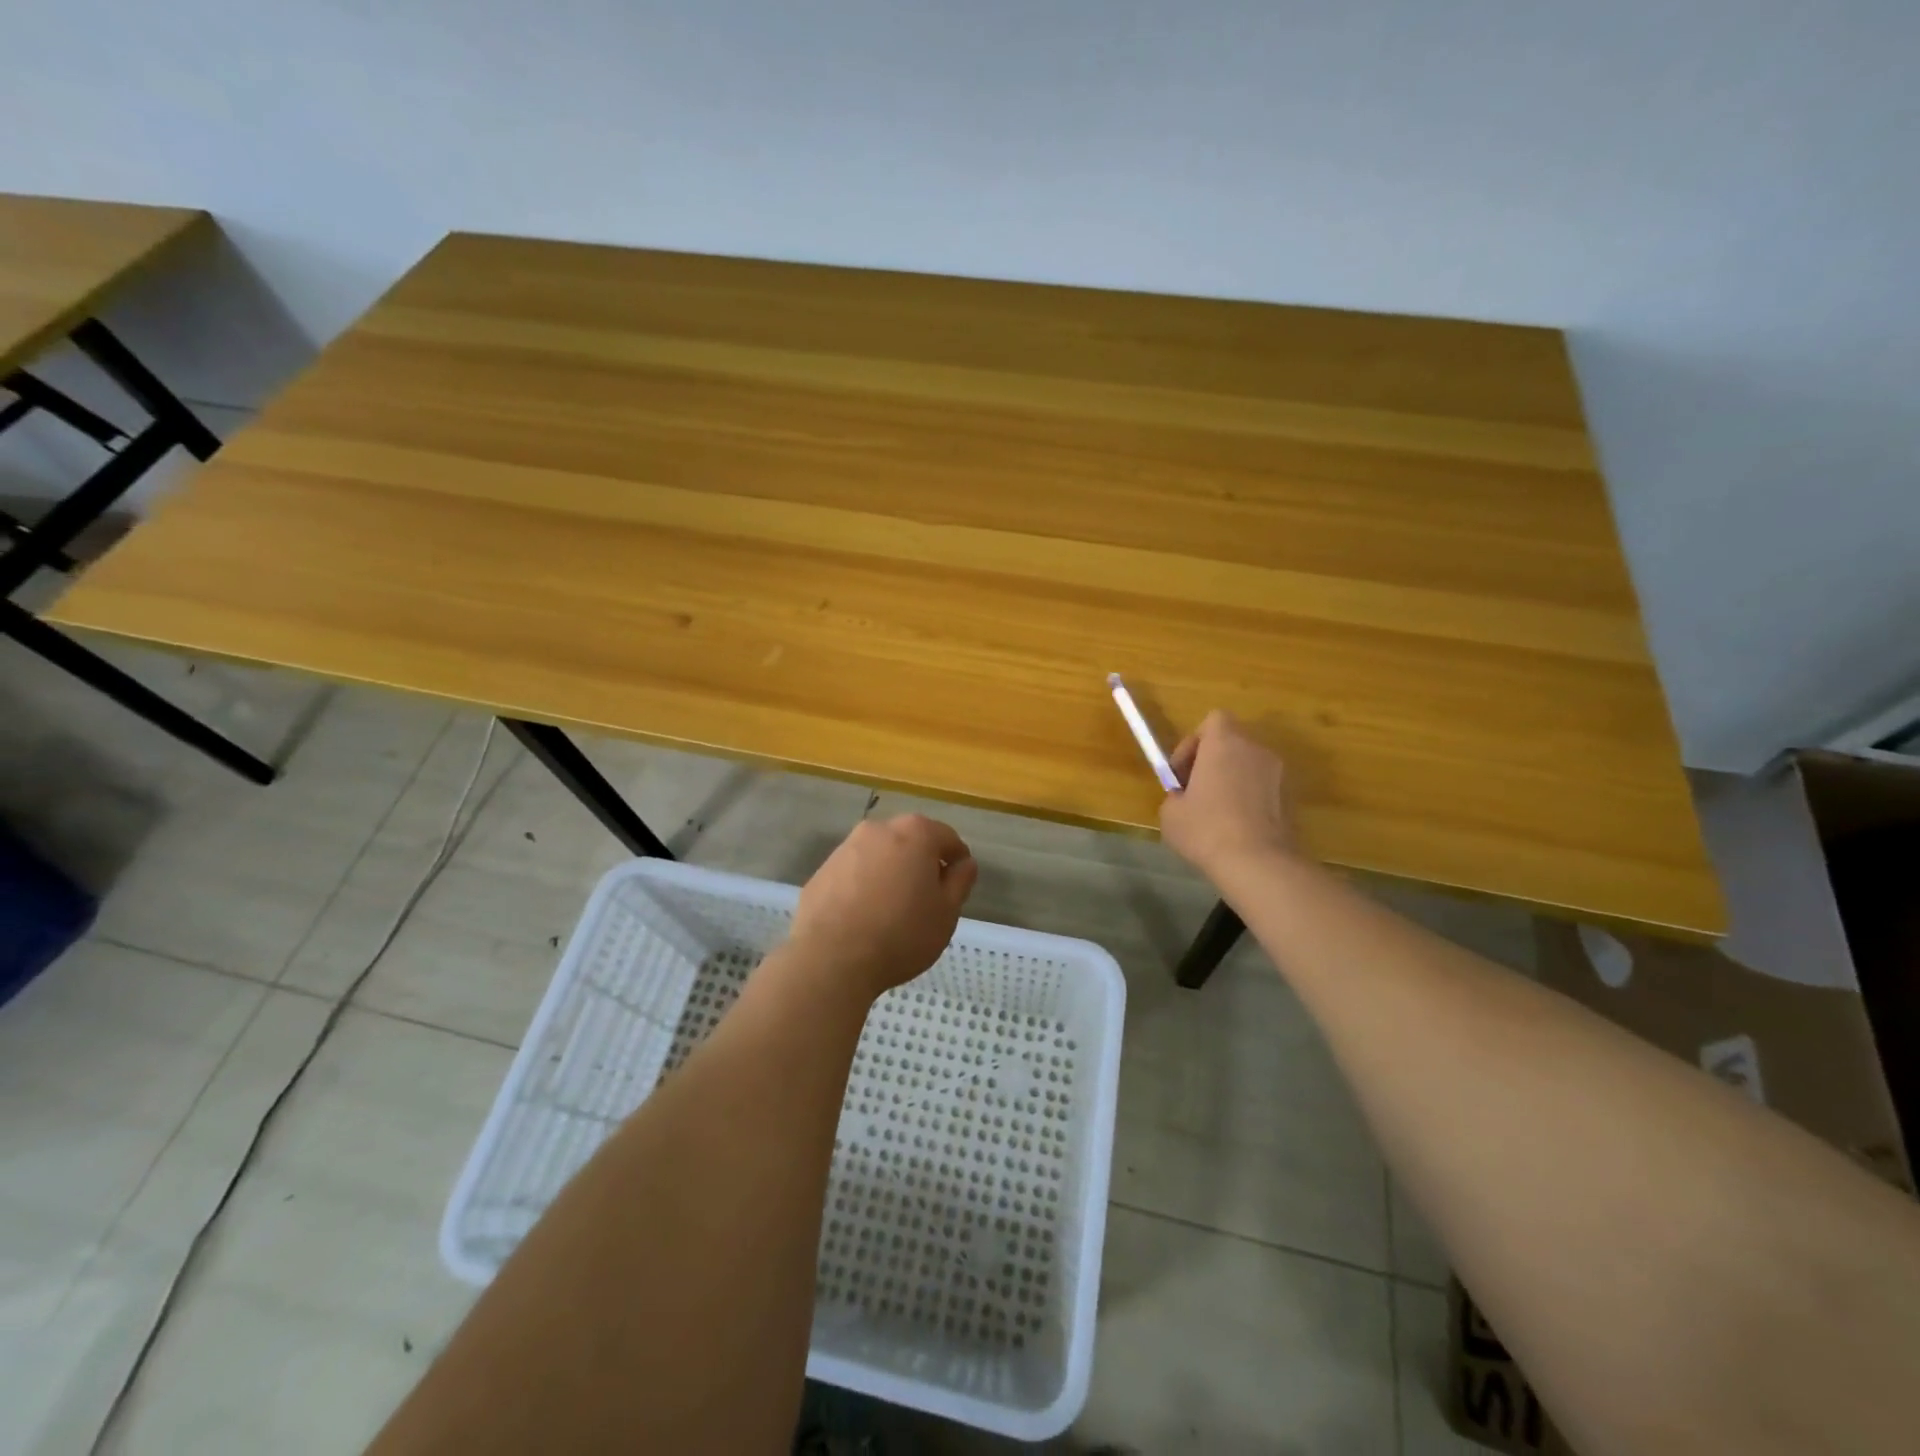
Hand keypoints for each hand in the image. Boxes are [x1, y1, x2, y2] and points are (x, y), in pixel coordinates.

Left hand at [788, 815, 978, 996]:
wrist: (830, 959)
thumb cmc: (901, 934)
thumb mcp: (946, 913)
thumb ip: (960, 882)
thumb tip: (964, 864)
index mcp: (916, 833)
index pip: (948, 838)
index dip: (957, 862)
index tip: (956, 888)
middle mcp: (879, 830)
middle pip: (911, 841)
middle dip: (921, 864)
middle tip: (926, 901)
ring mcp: (845, 848)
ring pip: (880, 856)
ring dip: (890, 874)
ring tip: (892, 912)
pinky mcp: (822, 871)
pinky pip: (853, 874)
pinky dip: (863, 887)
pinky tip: (863, 918)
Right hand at [1159, 710, 1302, 878]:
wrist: (1259, 863)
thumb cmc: (1206, 829)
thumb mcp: (1171, 813)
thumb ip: (1176, 796)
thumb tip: (1184, 799)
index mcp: (1225, 743)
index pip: (1213, 720)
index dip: (1194, 742)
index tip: (1182, 772)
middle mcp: (1256, 749)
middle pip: (1232, 743)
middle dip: (1213, 762)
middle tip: (1196, 792)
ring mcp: (1279, 773)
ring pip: (1249, 766)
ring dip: (1233, 781)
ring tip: (1217, 814)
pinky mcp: (1292, 798)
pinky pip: (1264, 789)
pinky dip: (1250, 800)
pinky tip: (1238, 829)